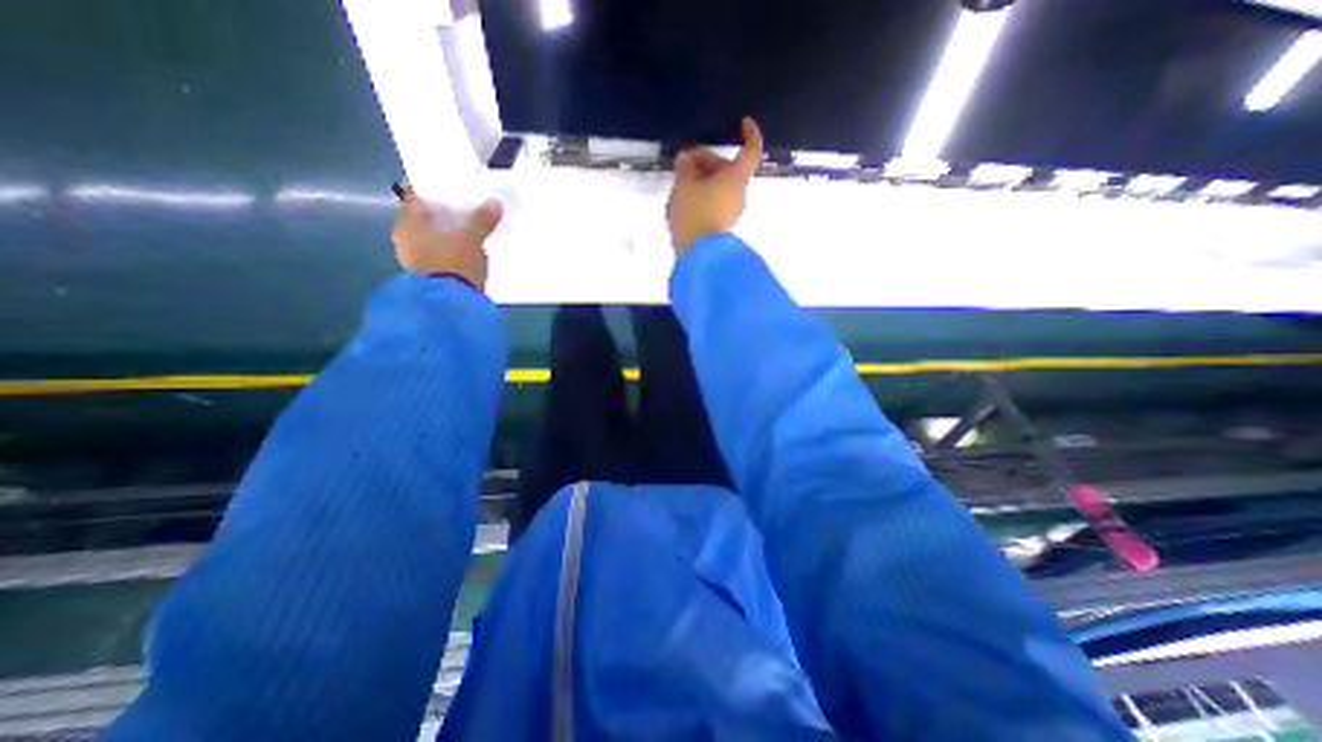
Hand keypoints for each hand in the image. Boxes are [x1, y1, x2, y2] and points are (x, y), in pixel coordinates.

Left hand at [387, 187, 504, 291]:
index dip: (430, 191)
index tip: (447, 188)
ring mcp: (414, 259)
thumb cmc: (453, 262)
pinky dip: (447, 251)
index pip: (414, 197)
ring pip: (429, 238)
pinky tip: (463, 252)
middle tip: (461, 209)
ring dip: (444, 235)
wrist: (450, 303)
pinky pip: (436, 255)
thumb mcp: (471, 239)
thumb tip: (494, 203)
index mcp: (409, 223)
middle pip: (422, 219)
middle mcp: (405, 238)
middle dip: (440, 215)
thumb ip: (481, 221)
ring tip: (466, 231)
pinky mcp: (427, 275)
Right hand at [666, 116, 770, 254]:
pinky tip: (686, 200)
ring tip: (680, 184)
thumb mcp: (683, 185)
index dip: (750, 134)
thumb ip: (685, 168)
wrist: (697, 253)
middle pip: (727, 169)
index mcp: (735, 178)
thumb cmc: (693, 213)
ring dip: (703, 180)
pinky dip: (704, 195)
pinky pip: (716, 201)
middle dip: (706, 162)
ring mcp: (733, 211)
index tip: (743, 123)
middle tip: (683, 164)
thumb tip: (685, 158)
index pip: (751, 151)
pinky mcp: (723, 224)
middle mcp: (739, 194)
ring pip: (720, 186)